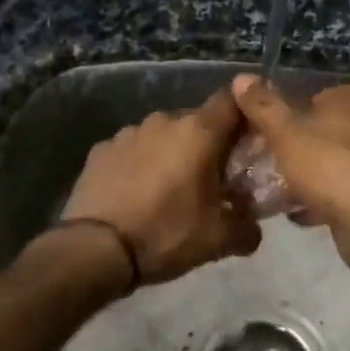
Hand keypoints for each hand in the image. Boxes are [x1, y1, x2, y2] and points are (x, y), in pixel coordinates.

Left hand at [62, 89, 262, 285]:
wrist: (96, 249)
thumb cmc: (166, 234)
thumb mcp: (218, 240)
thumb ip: (247, 228)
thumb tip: (253, 229)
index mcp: (199, 132)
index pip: (232, 101)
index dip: (244, 116)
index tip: (248, 141)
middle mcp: (163, 121)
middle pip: (196, 122)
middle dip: (206, 145)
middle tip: (210, 179)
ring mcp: (127, 132)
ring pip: (161, 136)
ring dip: (170, 154)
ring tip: (168, 189)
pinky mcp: (100, 150)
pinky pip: (131, 150)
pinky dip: (139, 164)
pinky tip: (135, 193)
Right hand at [230, 75, 349, 267]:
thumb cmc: (327, 165)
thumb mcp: (284, 131)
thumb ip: (262, 106)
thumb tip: (241, 77)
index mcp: (347, 99)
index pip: (305, 97)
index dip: (278, 115)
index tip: (254, 134)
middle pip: (314, 132)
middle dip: (286, 149)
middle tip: (256, 165)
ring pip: (323, 163)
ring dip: (299, 177)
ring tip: (267, 191)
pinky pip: (334, 191)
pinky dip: (315, 199)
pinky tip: (293, 214)